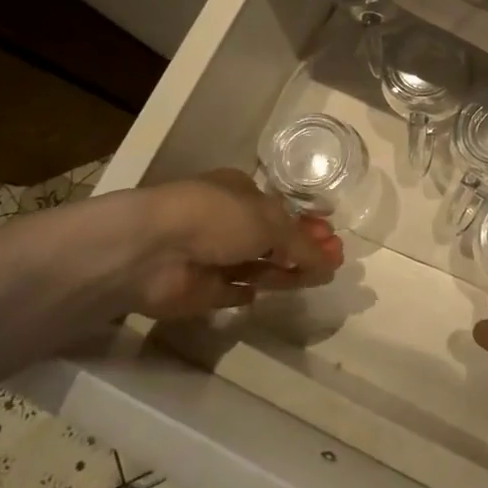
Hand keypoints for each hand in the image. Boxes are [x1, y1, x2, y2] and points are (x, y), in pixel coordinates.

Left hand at [117, 170, 343, 317]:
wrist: (153, 251)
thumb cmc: (216, 218)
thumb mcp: (269, 223)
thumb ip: (302, 245)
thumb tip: (331, 262)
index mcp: (241, 192)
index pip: (281, 210)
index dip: (308, 223)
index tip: (333, 236)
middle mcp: (227, 220)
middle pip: (273, 238)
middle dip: (304, 248)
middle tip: (335, 260)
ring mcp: (212, 256)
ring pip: (258, 265)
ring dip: (286, 271)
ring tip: (320, 279)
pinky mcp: (200, 290)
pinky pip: (232, 291)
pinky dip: (250, 292)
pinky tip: (267, 295)